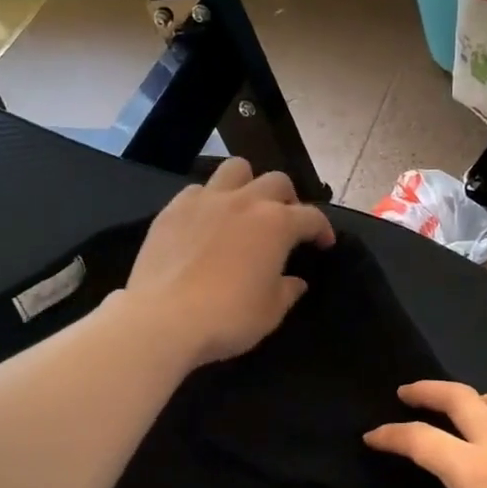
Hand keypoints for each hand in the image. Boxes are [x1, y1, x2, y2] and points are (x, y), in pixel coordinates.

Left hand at [125, 157, 334, 366]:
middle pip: (276, 181)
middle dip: (287, 199)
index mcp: (276, 224)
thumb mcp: (270, 313)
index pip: (311, 217)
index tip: (323, 244)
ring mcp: (205, 200)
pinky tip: (206, 221)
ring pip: (235, 169)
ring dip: (248, 184)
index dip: (322, 229)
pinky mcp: (173, 209)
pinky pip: (197, 190)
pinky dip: (209, 199)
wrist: (163, 318)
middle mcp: (244, 201)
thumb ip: (287, 291)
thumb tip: (295, 281)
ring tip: (245, 207)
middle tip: (285, 222)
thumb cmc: (227, 318)